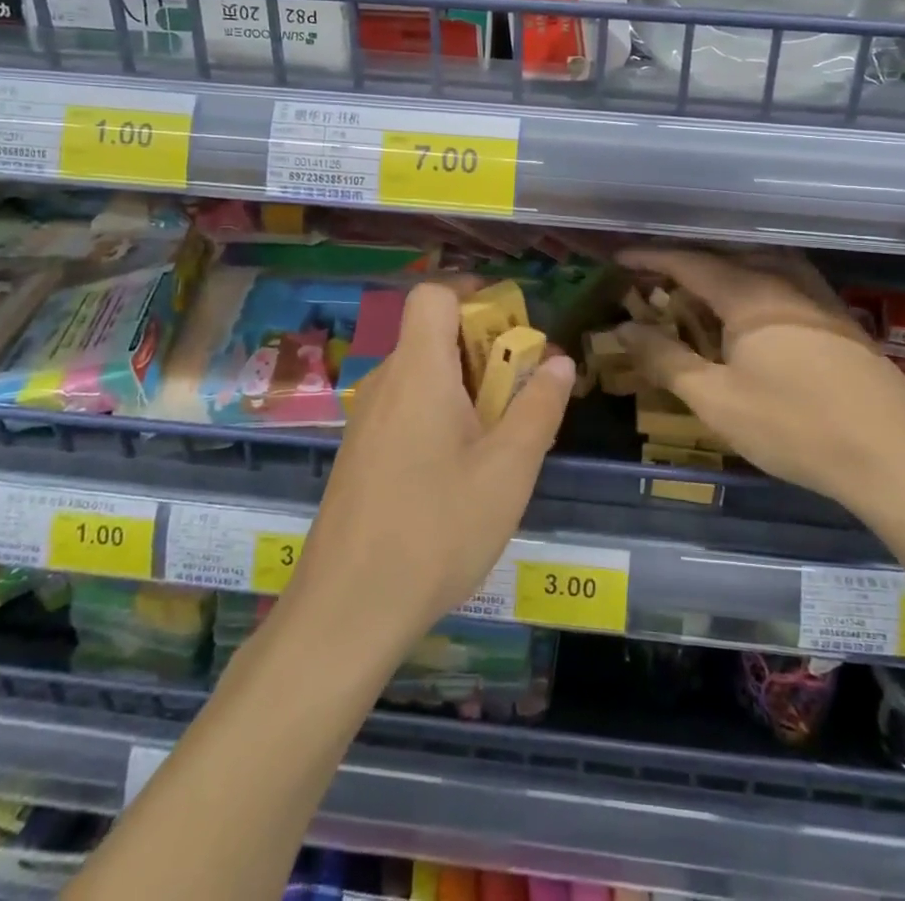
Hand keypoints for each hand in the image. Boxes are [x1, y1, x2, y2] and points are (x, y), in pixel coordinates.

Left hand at [290, 282, 574, 650]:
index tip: (512, 324)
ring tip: (499, 441)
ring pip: (422, 376)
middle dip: (483, 350)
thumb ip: (538, 407)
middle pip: (432, 335)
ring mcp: (366, 420)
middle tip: (520, 395)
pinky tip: (460, 473)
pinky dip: (439, 416)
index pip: (433, 295)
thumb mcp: (508, 470)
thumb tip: (558, 360)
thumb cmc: (436, 530)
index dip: (472, 294)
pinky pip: (406, 409)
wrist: (346, 611)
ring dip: (465, 388)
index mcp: (418, 370)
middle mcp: (385, 383)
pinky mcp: (359, 454)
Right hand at [615, 248, 904, 510]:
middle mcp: (785, 281)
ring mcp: (818, 297)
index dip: (650, 258)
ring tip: (700, 291)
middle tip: (654, 278)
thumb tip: (623, 327)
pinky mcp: (839, 319)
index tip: (620, 258)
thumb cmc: (794, 426)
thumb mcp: (716, 400)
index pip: (689, 262)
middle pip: (725, 257)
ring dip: (723, 270)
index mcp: (749, 293)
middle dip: (685, 262)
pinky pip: (784, 282)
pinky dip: (753, 284)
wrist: (894, 456)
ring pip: (760, 265)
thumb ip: (665, 359)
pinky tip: (753, 314)